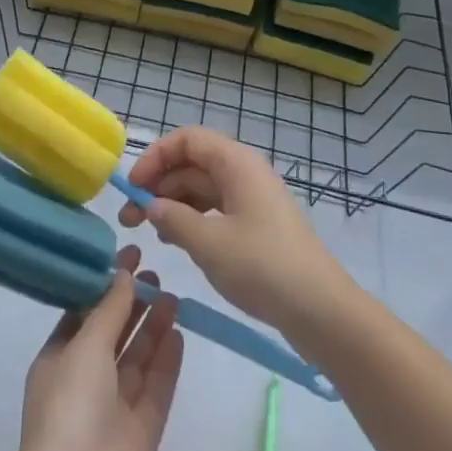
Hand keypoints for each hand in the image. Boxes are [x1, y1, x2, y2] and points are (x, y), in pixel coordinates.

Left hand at [11, 246, 182, 450]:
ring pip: (137, 361)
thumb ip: (108, 309)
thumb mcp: (85, 345)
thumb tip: (122, 273)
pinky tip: (180, 333)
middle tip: (156, 274)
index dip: (105, 285)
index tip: (129, 256)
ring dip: (153, 328)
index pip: (83, 314)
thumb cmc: (71, 405)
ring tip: (173, 296)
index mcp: (58, 361)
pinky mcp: (141, 435)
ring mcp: (114, 411)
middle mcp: (84, 384)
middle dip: (133, 306)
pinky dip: (167, 363)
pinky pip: (156, 390)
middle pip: (113, 336)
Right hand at [120, 127, 353, 336]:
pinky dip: (192, 219)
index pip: (187, 140)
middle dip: (159, 185)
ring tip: (149, 233)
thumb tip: (152, 206)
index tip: (133, 187)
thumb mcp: (209, 244)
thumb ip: (174, 219)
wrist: (321, 310)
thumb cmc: (263, 267)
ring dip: (173, 204)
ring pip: (202, 188)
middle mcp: (244, 172)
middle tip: (130, 219)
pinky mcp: (256, 224)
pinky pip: (215, 209)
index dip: (156, 157)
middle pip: (192, 163)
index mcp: (236, 163)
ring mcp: (251, 199)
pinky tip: (175, 242)